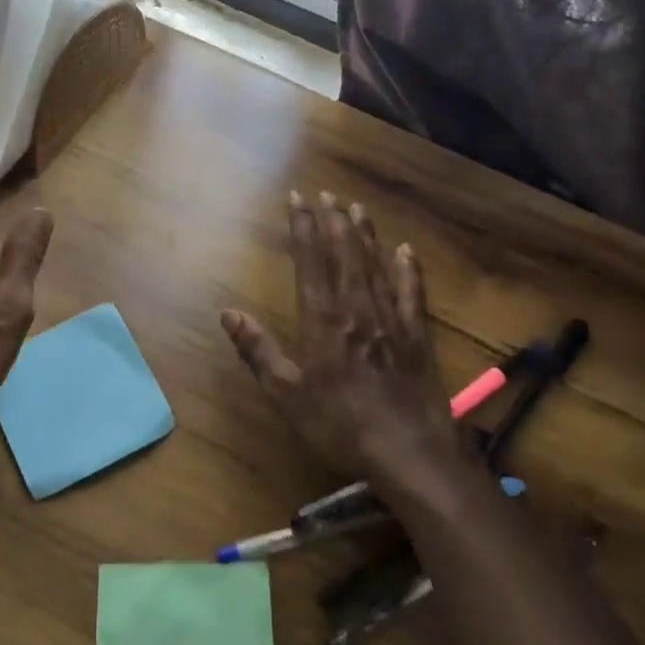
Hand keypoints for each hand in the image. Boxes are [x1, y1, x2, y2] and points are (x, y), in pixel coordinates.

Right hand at [219, 191, 469, 496]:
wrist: (409, 451)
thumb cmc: (340, 425)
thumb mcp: (286, 394)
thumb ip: (258, 350)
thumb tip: (228, 313)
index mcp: (323, 321)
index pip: (310, 262)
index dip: (302, 228)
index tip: (297, 199)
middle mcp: (357, 310)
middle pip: (345, 256)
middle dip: (334, 222)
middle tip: (328, 193)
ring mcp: (391, 321)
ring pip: (376, 267)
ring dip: (365, 236)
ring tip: (357, 209)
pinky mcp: (416, 337)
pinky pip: (412, 294)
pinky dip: (408, 270)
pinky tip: (405, 251)